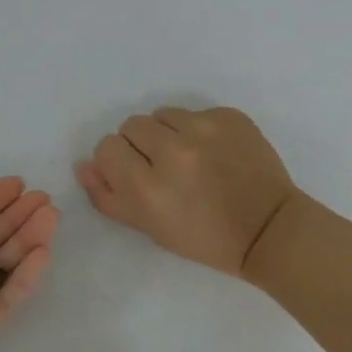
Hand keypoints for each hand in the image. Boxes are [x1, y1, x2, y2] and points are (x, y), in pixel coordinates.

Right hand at [75, 106, 297, 276]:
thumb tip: (84, 165)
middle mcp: (173, 151)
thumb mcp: (150, 227)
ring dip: (168, 133)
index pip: (107, 148)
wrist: (267, 229)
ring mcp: (205, 129)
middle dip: (140, 145)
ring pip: (163, 115)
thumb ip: (109, 196)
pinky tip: (215, 153)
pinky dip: (199, 130)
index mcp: (148, 187)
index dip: (117, 162)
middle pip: (131, 126)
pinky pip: (196, 113)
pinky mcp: (230, 117)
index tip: (135, 175)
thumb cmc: (204, 238)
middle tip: (162, 168)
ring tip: (189, 158)